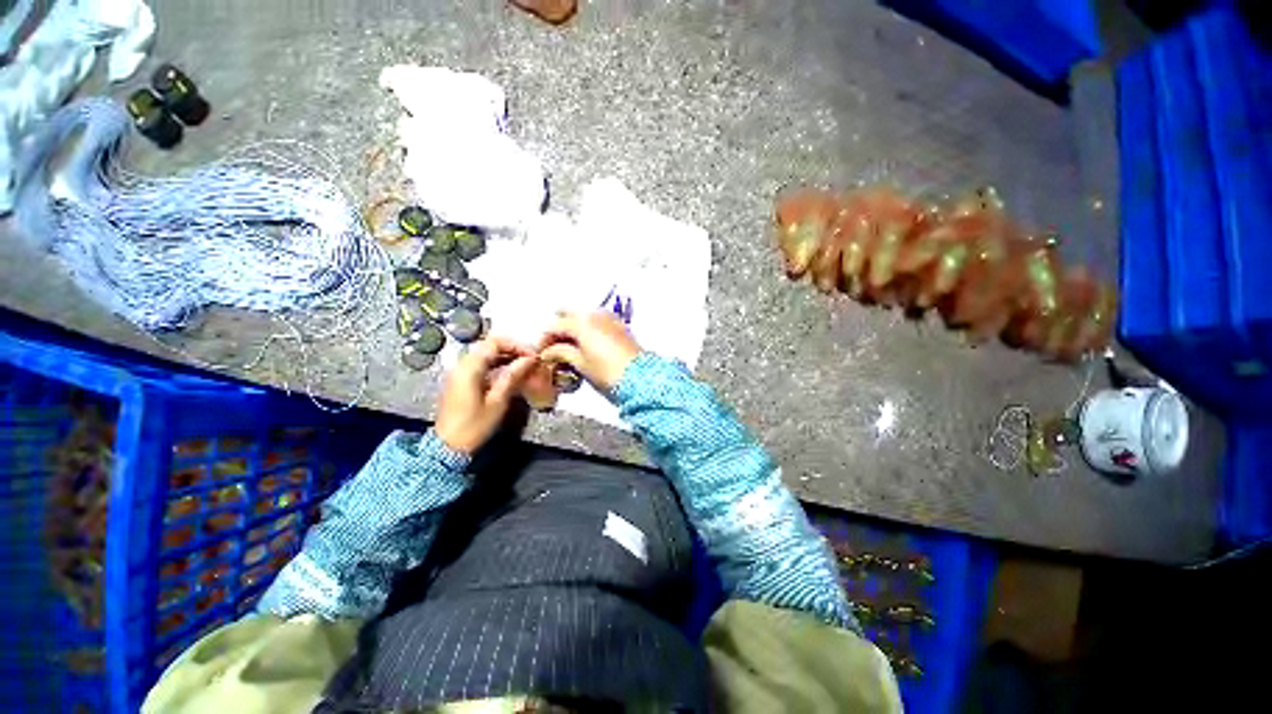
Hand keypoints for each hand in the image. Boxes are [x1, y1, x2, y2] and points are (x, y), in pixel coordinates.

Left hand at [434, 336, 537, 453]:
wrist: (447, 447)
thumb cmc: (474, 425)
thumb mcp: (497, 401)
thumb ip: (513, 376)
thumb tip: (529, 360)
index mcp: (470, 367)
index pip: (495, 342)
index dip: (516, 345)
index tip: (532, 355)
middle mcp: (462, 365)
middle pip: (489, 346)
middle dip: (512, 349)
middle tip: (530, 360)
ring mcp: (460, 372)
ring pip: (485, 354)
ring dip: (505, 356)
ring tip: (524, 366)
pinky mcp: (461, 381)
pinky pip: (481, 364)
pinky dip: (497, 364)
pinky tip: (510, 373)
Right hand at [538, 311, 641, 390]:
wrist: (639, 378)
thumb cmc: (606, 371)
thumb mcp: (580, 364)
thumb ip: (561, 353)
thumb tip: (548, 352)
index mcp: (581, 322)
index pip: (555, 326)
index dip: (544, 340)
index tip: (541, 354)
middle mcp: (595, 314)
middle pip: (570, 314)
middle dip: (559, 328)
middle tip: (554, 346)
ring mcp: (609, 319)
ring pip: (585, 316)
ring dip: (574, 327)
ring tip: (570, 347)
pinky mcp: (620, 327)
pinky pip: (598, 322)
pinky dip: (588, 329)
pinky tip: (587, 345)